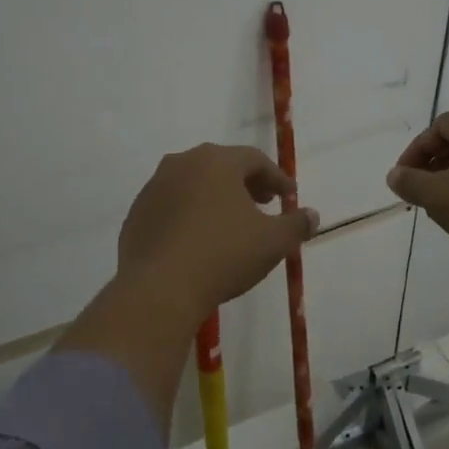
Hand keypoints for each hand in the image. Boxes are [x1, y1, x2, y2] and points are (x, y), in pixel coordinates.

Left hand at [116, 143, 319, 320]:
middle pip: (221, 167)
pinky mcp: (136, 215)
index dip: (276, 178)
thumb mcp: (273, 242)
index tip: (289, 196)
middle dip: (246, 184)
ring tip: (231, 224)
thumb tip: (312, 215)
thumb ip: (296, 224)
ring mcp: (153, 188)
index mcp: (215, 161)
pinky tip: (199, 241)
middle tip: (263, 204)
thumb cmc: (223, 255)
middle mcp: (181, 164)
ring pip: (193, 185)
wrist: (159, 288)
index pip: (254, 160)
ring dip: (215, 199)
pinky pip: (171, 207)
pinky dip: (190, 216)